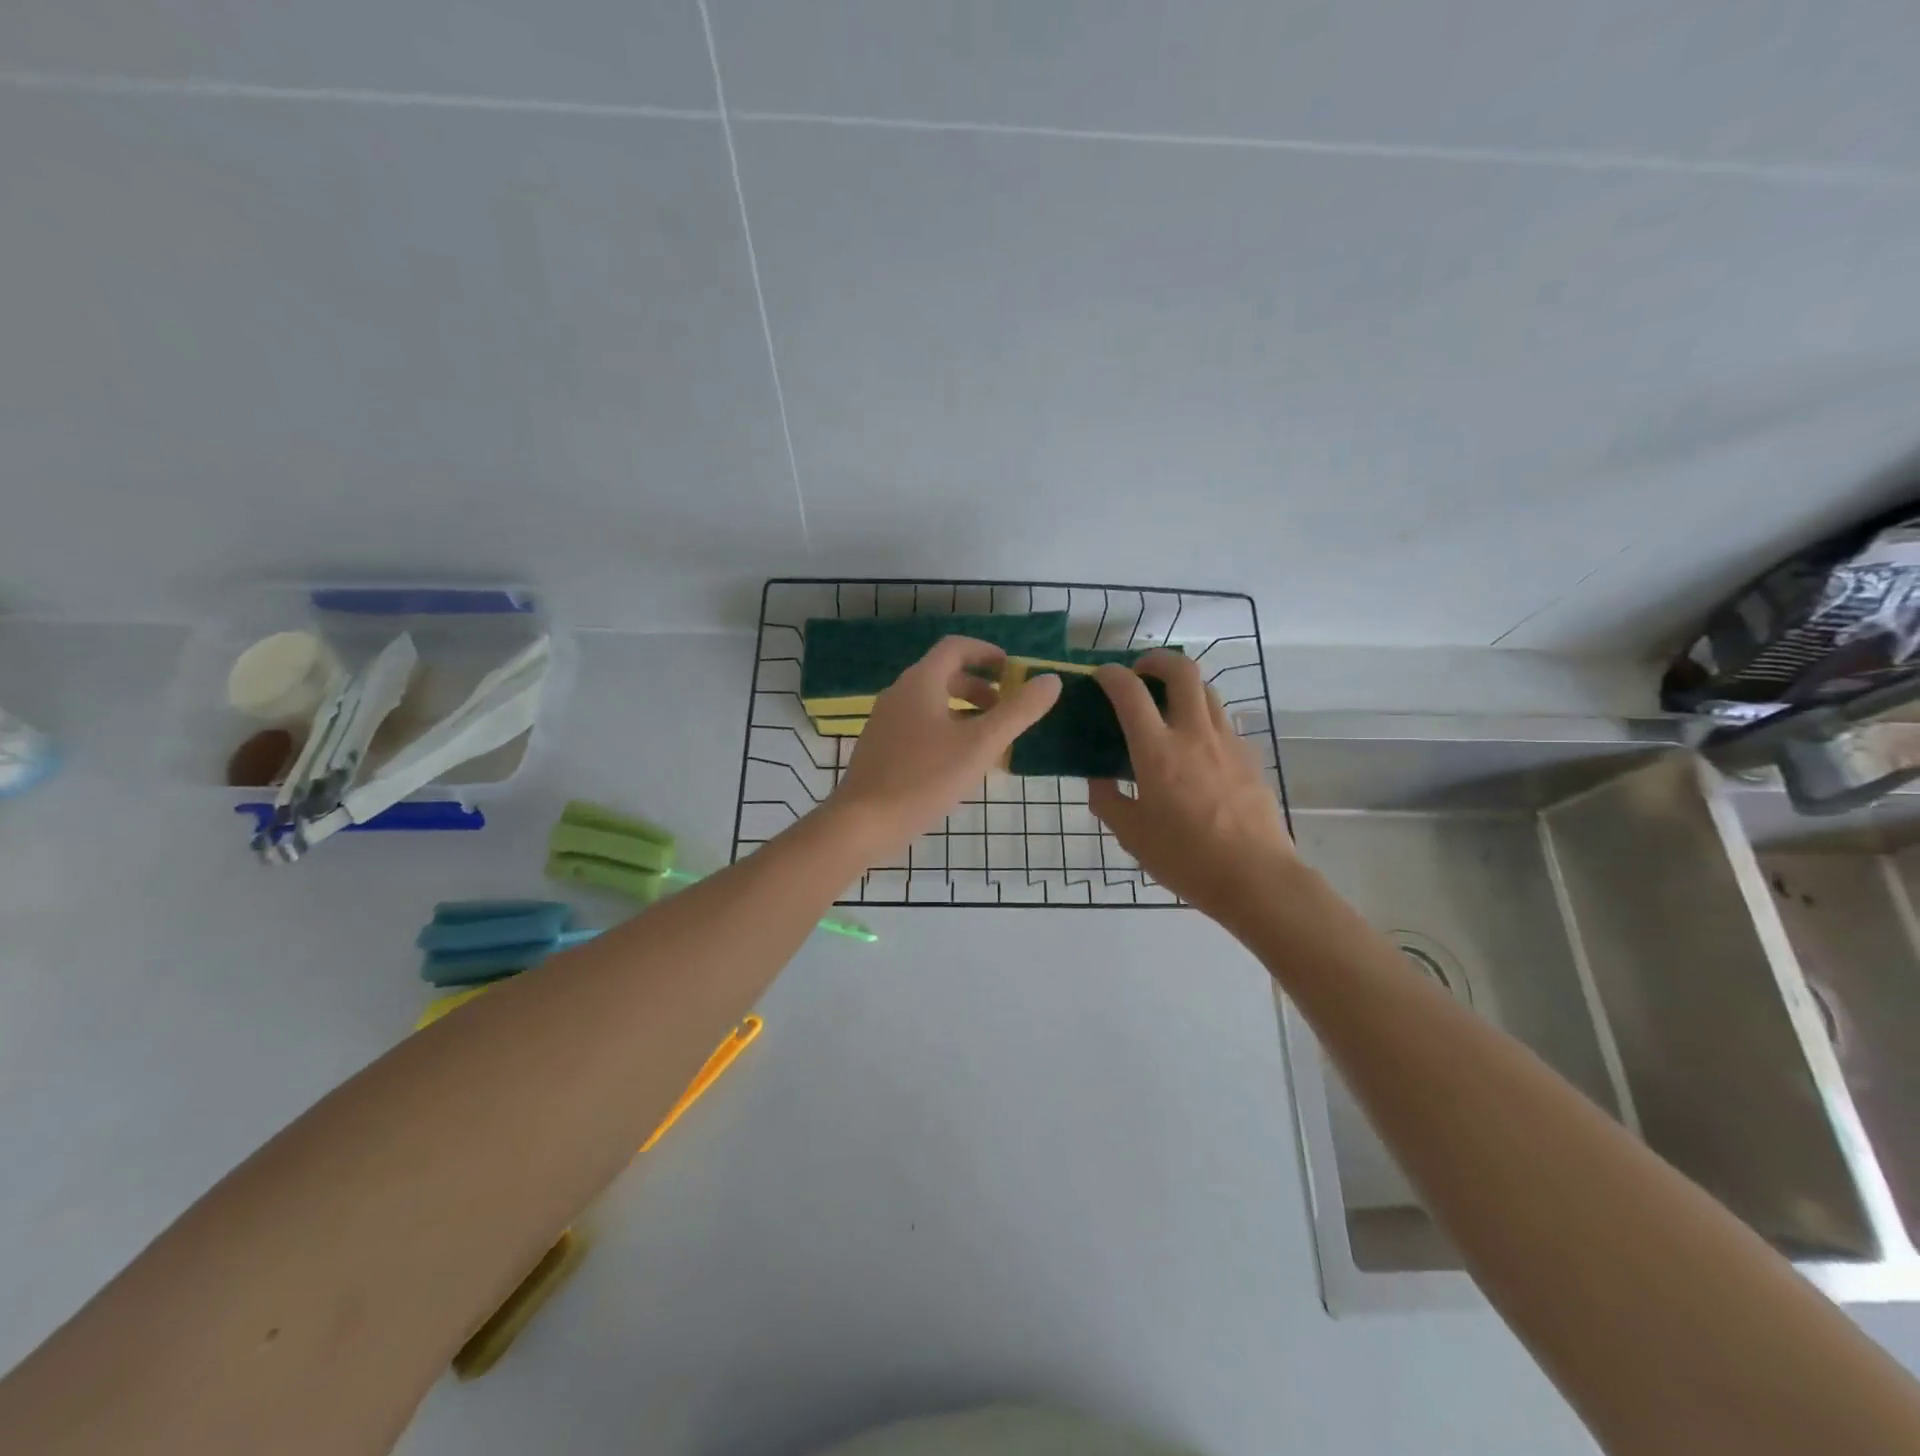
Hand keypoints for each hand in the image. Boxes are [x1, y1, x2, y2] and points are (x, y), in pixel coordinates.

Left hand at [830, 636, 1062, 858]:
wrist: (863, 822)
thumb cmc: (925, 777)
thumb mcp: (981, 744)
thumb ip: (1019, 711)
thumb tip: (1051, 680)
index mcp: (921, 682)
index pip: (956, 647)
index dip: (988, 653)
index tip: (1014, 672)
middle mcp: (899, 693)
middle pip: (945, 675)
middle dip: (981, 688)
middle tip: (1008, 710)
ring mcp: (886, 722)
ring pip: (933, 703)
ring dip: (965, 712)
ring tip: (991, 740)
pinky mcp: (881, 748)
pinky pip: (920, 726)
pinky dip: (946, 730)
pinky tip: (960, 764)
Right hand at [1088, 651, 1296, 925]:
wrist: (1255, 877)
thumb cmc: (1185, 858)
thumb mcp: (1131, 834)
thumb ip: (1108, 800)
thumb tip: (1098, 779)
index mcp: (1157, 750)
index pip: (1130, 691)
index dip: (1110, 675)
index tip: (1100, 676)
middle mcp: (1194, 734)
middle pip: (1183, 670)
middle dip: (1157, 660)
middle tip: (1140, 673)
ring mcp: (1228, 742)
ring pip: (1208, 691)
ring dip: (1184, 686)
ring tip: (1168, 706)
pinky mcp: (1250, 757)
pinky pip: (1224, 723)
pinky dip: (1203, 719)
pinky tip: (1196, 749)